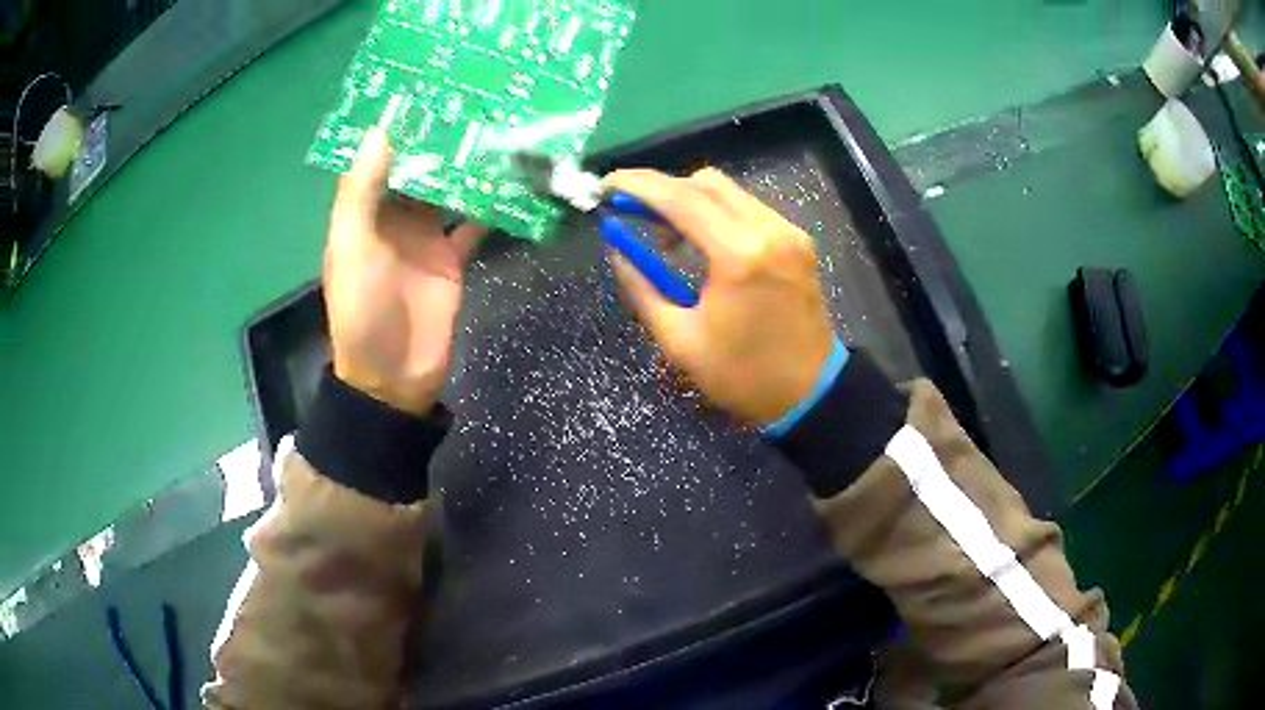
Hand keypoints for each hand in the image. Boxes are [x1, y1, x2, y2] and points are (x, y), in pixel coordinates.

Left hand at [324, 128, 486, 414]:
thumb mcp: (352, 247)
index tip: (424, 92)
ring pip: (449, 192)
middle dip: (440, 141)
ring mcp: (426, 238)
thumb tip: (380, 130)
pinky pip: (474, 224)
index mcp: (363, 213)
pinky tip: (514, 179)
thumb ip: (362, 191)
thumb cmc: (363, 311)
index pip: (380, 160)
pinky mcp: (454, 259)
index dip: (398, 129)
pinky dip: (492, 205)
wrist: (395, 376)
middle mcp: (394, 218)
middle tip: (473, 101)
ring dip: (468, 167)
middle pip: (418, 171)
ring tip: (497, 128)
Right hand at [606, 168, 834, 424]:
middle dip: (663, 189)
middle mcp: (768, 230)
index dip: (637, 185)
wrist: (811, 392)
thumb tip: (617, 250)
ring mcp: (789, 232)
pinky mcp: (799, 241)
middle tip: (633, 213)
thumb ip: (642, 288)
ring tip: (667, 236)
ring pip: (729, 191)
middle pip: (705, 182)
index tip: (606, 184)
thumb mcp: (679, 340)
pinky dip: (718, 213)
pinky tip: (704, 243)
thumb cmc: (742, 375)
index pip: (680, 198)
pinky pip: (749, 208)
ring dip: (691, 200)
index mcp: (738, 256)